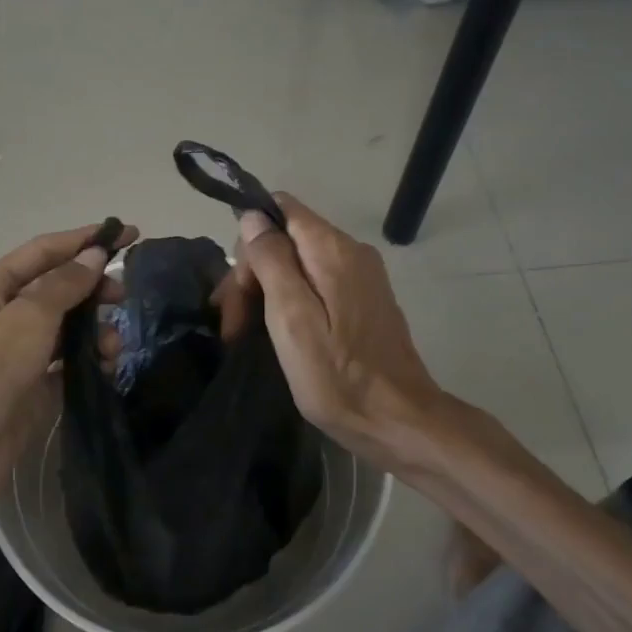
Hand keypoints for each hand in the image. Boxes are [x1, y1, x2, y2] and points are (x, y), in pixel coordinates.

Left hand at [0, 221, 135, 504]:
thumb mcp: (28, 318)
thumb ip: (64, 284)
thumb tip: (94, 256)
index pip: (44, 251)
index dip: (85, 239)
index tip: (128, 233)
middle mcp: (3, 314)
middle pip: (58, 288)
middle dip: (93, 289)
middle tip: (123, 295)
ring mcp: (18, 351)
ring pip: (68, 326)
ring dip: (95, 329)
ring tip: (112, 346)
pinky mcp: (33, 383)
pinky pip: (69, 360)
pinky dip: (89, 359)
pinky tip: (106, 366)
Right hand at [236, 195, 444, 468]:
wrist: (398, 422)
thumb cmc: (337, 376)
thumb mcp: (292, 319)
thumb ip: (272, 261)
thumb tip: (253, 216)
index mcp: (332, 250)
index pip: (279, 209)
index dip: (249, 241)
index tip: (238, 290)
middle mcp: (351, 252)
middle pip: (286, 240)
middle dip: (253, 275)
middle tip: (233, 327)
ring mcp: (361, 277)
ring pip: (298, 264)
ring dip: (267, 293)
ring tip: (244, 336)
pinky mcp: (364, 302)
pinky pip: (316, 285)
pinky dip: (290, 303)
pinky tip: (277, 335)